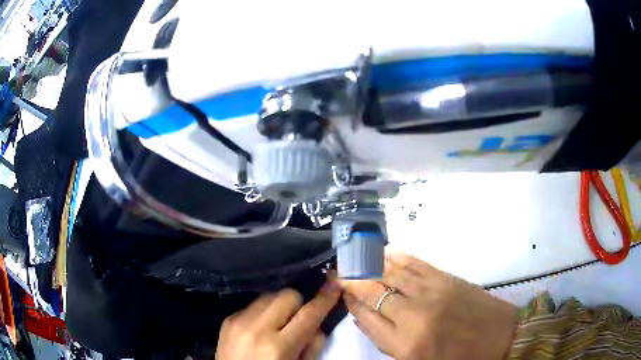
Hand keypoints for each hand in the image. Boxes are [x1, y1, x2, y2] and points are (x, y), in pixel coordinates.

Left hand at [216, 283, 340, 359]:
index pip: (308, 314)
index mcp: (278, 346)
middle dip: (298, 303)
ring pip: (269, 295)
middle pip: (287, 295)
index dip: (325, 298)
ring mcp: (239, 321)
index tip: (335, 284)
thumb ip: (313, 345)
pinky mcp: (228, 319)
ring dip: (279, 306)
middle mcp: (257, 328)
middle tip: (299, 318)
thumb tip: (317, 323)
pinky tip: (261, 327)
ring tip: (278, 322)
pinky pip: (253, 304)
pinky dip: (263, 312)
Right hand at [341, 253, 517, 359]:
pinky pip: (417, 264)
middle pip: (374, 292)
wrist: (499, 338)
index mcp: (404, 344)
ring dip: (372, 264)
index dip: (351, 304)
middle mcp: (413, 316)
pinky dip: (399, 256)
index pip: (367, 319)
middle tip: (340, 270)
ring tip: (356, 256)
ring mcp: (432, 293)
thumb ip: (389, 343)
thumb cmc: (457, 358)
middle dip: (354, 280)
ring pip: (393, 274)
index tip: (342, 293)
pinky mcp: (447, 279)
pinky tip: (387, 251)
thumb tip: (367, 317)